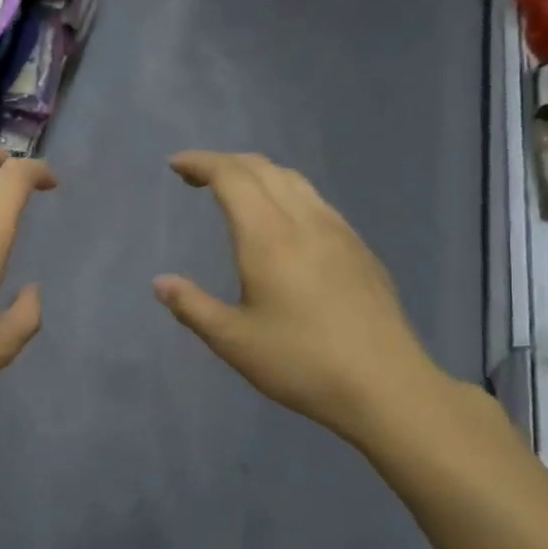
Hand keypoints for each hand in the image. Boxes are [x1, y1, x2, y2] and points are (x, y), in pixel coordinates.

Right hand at [153, 151, 450, 448]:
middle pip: (263, 169)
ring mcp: (338, 231)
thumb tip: (161, 283)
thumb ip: (192, 306)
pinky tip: (281, 221)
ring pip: (294, 180)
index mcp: (269, 238)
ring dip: (257, 173)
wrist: (386, 386)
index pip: (232, 177)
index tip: (175, 165)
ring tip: (234, 190)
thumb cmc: (301, 363)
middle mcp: (305, 221)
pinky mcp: (359, 248)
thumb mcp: (233, 341)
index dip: (201, 163)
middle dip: (225, 162)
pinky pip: (315, 200)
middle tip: (196, 176)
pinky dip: (284, 191)